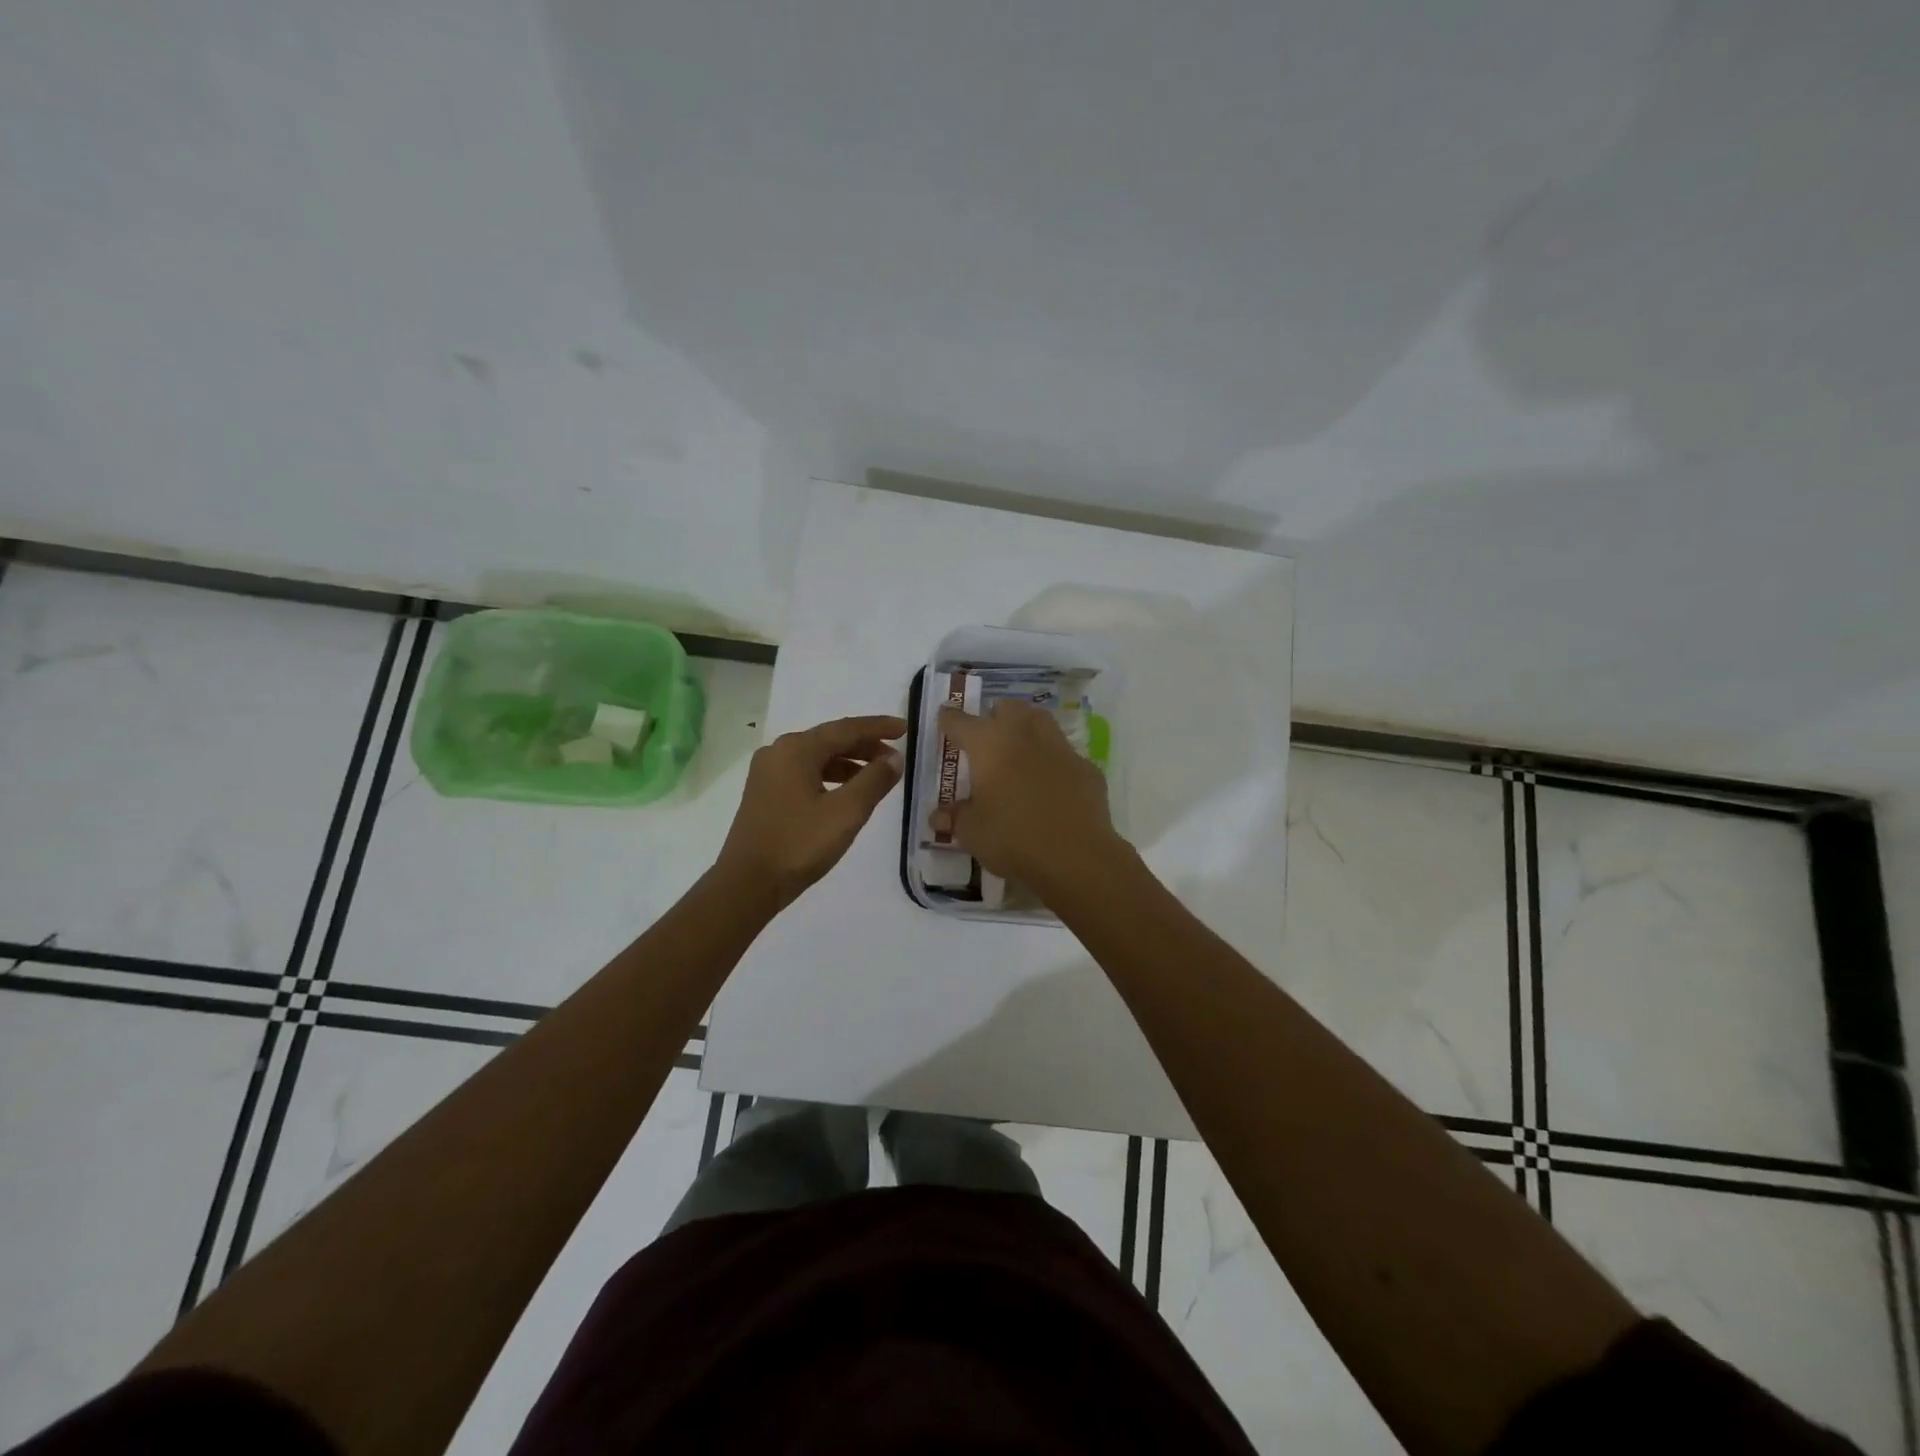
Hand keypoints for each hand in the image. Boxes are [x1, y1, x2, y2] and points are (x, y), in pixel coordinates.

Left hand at [716, 714, 905, 910]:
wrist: (747, 884)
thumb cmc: (799, 844)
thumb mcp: (846, 812)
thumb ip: (874, 780)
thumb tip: (894, 758)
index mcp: (796, 749)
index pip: (846, 729)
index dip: (878, 728)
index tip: (905, 729)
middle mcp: (778, 752)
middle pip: (830, 740)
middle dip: (865, 746)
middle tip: (896, 757)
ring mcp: (768, 773)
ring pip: (817, 758)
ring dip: (849, 763)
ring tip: (877, 776)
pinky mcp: (765, 794)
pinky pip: (805, 773)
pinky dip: (831, 777)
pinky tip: (847, 793)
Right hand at [932, 700, 1125, 892]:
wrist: (1076, 856)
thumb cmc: (1012, 838)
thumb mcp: (972, 832)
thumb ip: (955, 817)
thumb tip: (940, 815)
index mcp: (989, 744)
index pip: (960, 721)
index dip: (949, 719)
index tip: (944, 719)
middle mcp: (1024, 735)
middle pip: (1008, 707)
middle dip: (995, 716)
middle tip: (987, 738)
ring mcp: (1060, 748)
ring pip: (1041, 722)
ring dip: (1027, 730)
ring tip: (1019, 753)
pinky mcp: (1086, 767)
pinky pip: (1065, 756)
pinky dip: (1054, 763)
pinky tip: (1051, 786)